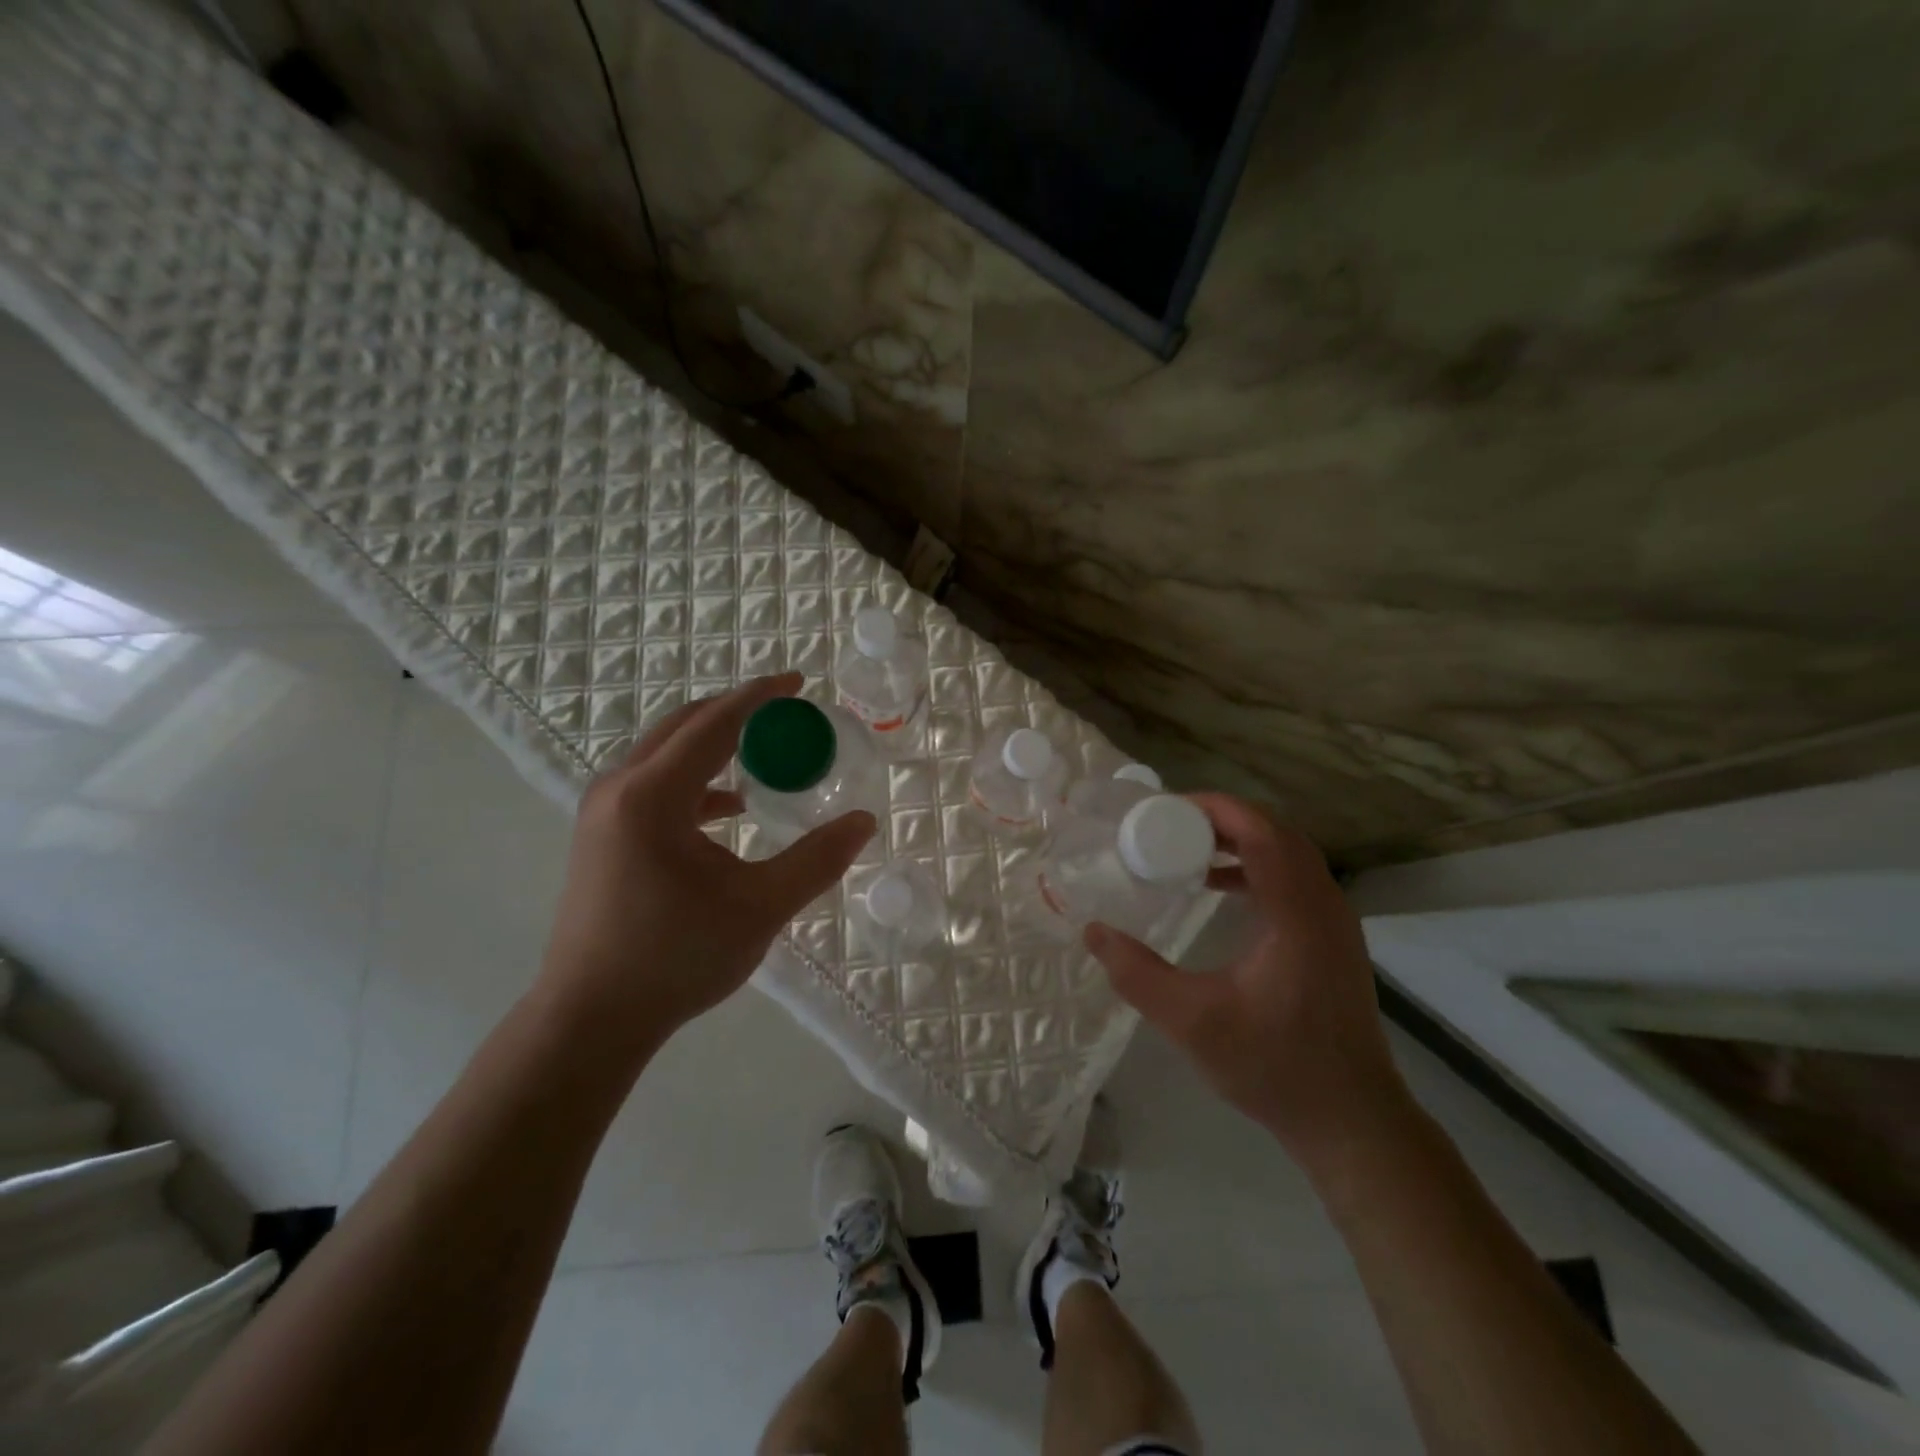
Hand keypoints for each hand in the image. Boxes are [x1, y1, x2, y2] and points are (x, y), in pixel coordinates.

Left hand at [537, 672, 874, 1046]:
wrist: (590, 1018)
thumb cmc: (676, 957)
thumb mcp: (760, 907)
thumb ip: (816, 860)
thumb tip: (864, 822)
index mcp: (653, 795)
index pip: (715, 723)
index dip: (760, 696)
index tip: (798, 682)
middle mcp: (620, 788)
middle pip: (684, 725)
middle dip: (737, 711)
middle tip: (786, 714)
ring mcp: (603, 811)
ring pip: (665, 752)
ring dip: (714, 743)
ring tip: (763, 754)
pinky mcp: (601, 835)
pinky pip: (654, 782)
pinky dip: (696, 779)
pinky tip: (728, 809)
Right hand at [1084, 793, 1414, 1177]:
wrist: (1351, 1119)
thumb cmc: (1274, 1068)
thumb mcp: (1193, 1023)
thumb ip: (1138, 975)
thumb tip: (1093, 932)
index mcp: (1297, 914)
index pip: (1262, 832)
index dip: (1215, 809)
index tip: (1165, 808)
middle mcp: (1323, 906)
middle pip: (1277, 833)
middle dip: (1223, 818)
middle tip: (1169, 822)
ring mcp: (1334, 922)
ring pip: (1289, 853)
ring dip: (1241, 839)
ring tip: (1188, 846)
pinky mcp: (1332, 938)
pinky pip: (1294, 878)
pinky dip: (1256, 866)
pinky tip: (1218, 886)